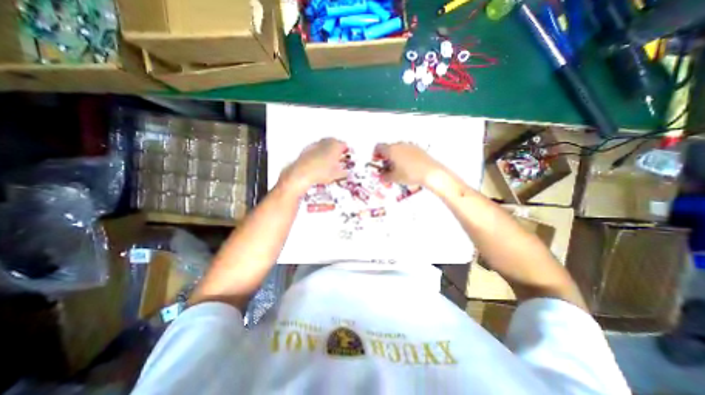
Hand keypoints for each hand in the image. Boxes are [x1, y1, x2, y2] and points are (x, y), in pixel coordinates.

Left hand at [280, 139, 347, 193]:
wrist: (302, 172)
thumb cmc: (323, 172)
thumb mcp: (337, 174)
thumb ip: (344, 173)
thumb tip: (346, 173)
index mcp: (336, 145)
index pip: (344, 145)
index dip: (346, 152)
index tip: (346, 159)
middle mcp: (326, 141)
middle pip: (334, 143)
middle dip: (337, 150)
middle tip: (338, 160)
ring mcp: (316, 144)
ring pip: (324, 145)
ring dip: (327, 151)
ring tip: (328, 162)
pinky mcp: (307, 148)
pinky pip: (316, 149)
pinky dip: (319, 153)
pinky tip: (318, 163)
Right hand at [372, 141, 441, 186]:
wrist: (430, 172)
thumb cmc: (411, 173)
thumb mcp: (394, 178)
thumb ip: (385, 177)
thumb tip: (382, 177)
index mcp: (391, 150)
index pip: (378, 147)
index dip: (375, 154)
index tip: (376, 161)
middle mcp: (400, 145)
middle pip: (388, 148)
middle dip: (384, 157)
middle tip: (385, 167)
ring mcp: (410, 146)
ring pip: (398, 149)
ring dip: (394, 157)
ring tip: (396, 169)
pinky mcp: (418, 149)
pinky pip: (406, 151)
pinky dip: (403, 157)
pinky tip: (406, 167)